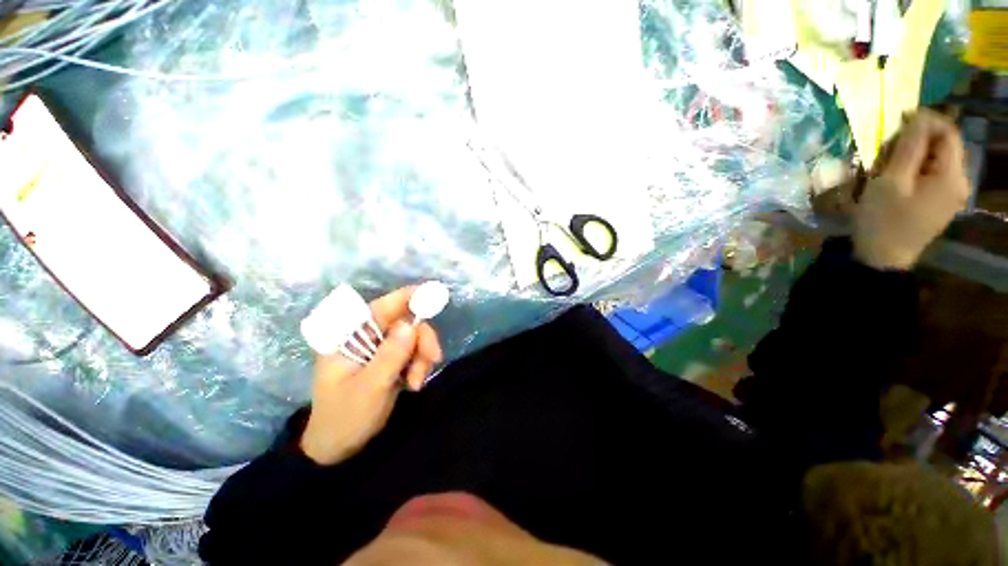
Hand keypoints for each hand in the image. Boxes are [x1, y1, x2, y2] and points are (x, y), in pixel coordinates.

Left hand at [300, 286, 443, 465]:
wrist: (340, 448)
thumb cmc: (346, 417)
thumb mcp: (370, 387)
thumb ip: (390, 355)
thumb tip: (410, 324)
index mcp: (348, 338)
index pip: (379, 307)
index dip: (406, 297)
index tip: (432, 295)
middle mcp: (365, 337)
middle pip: (404, 322)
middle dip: (422, 339)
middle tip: (433, 358)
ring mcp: (379, 348)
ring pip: (413, 337)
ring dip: (422, 356)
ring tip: (417, 382)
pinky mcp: (390, 359)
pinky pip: (414, 351)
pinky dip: (420, 364)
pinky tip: (415, 383)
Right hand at [853, 110, 970, 269]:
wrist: (882, 259)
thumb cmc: (882, 220)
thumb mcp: (891, 181)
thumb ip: (908, 147)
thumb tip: (918, 117)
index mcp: (951, 176)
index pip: (948, 133)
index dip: (927, 119)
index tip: (900, 117)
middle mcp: (959, 182)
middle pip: (944, 146)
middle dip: (918, 139)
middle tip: (887, 147)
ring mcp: (951, 195)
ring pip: (937, 160)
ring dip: (914, 155)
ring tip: (887, 164)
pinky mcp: (940, 203)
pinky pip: (932, 175)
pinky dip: (915, 169)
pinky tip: (897, 178)